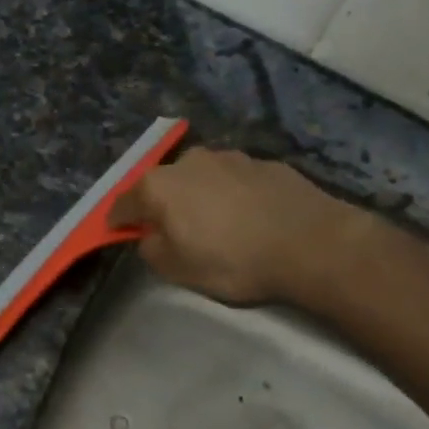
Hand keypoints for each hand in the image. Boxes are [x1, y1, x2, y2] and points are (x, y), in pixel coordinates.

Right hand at [108, 147, 358, 304]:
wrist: (311, 242)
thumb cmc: (233, 260)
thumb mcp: (178, 270)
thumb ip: (152, 249)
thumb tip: (150, 235)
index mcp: (159, 185)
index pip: (123, 203)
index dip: (118, 222)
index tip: (120, 234)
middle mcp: (188, 161)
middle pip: (162, 185)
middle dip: (161, 206)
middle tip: (174, 233)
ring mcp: (229, 157)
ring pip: (200, 179)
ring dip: (199, 197)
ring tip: (217, 225)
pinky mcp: (263, 162)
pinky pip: (234, 181)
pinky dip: (232, 196)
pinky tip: (249, 218)